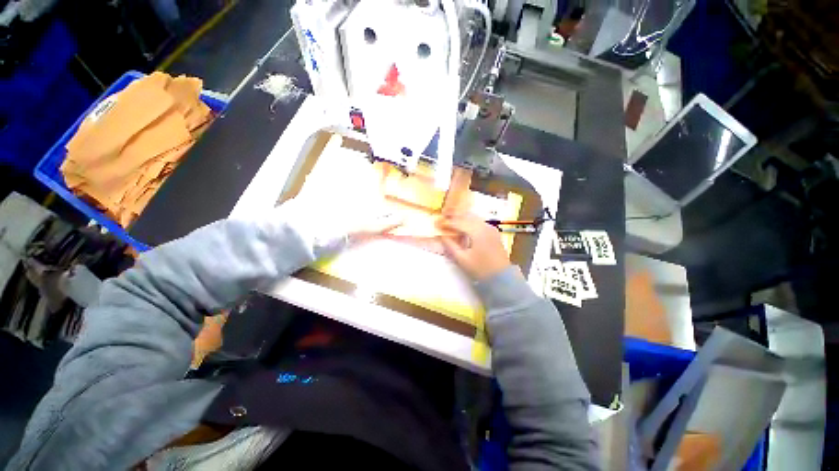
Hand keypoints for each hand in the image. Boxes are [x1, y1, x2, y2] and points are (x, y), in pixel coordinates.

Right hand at [437, 214, 510, 279]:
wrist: (501, 277)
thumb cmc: (480, 269)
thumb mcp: (462, 259)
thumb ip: (451, 246)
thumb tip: (442, 236)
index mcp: (477, 232)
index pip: (458, 222)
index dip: (447, 223)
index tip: (437, 224)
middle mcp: (485, 226)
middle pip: (466, 216)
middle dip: (454, 217)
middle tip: (443, 219)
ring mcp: (491, 228)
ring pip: (474, 217)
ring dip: (462, 218)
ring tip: (452, 222)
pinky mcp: (493, 232)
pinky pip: (479, 222)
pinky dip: (470, 222)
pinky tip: (464, 227)